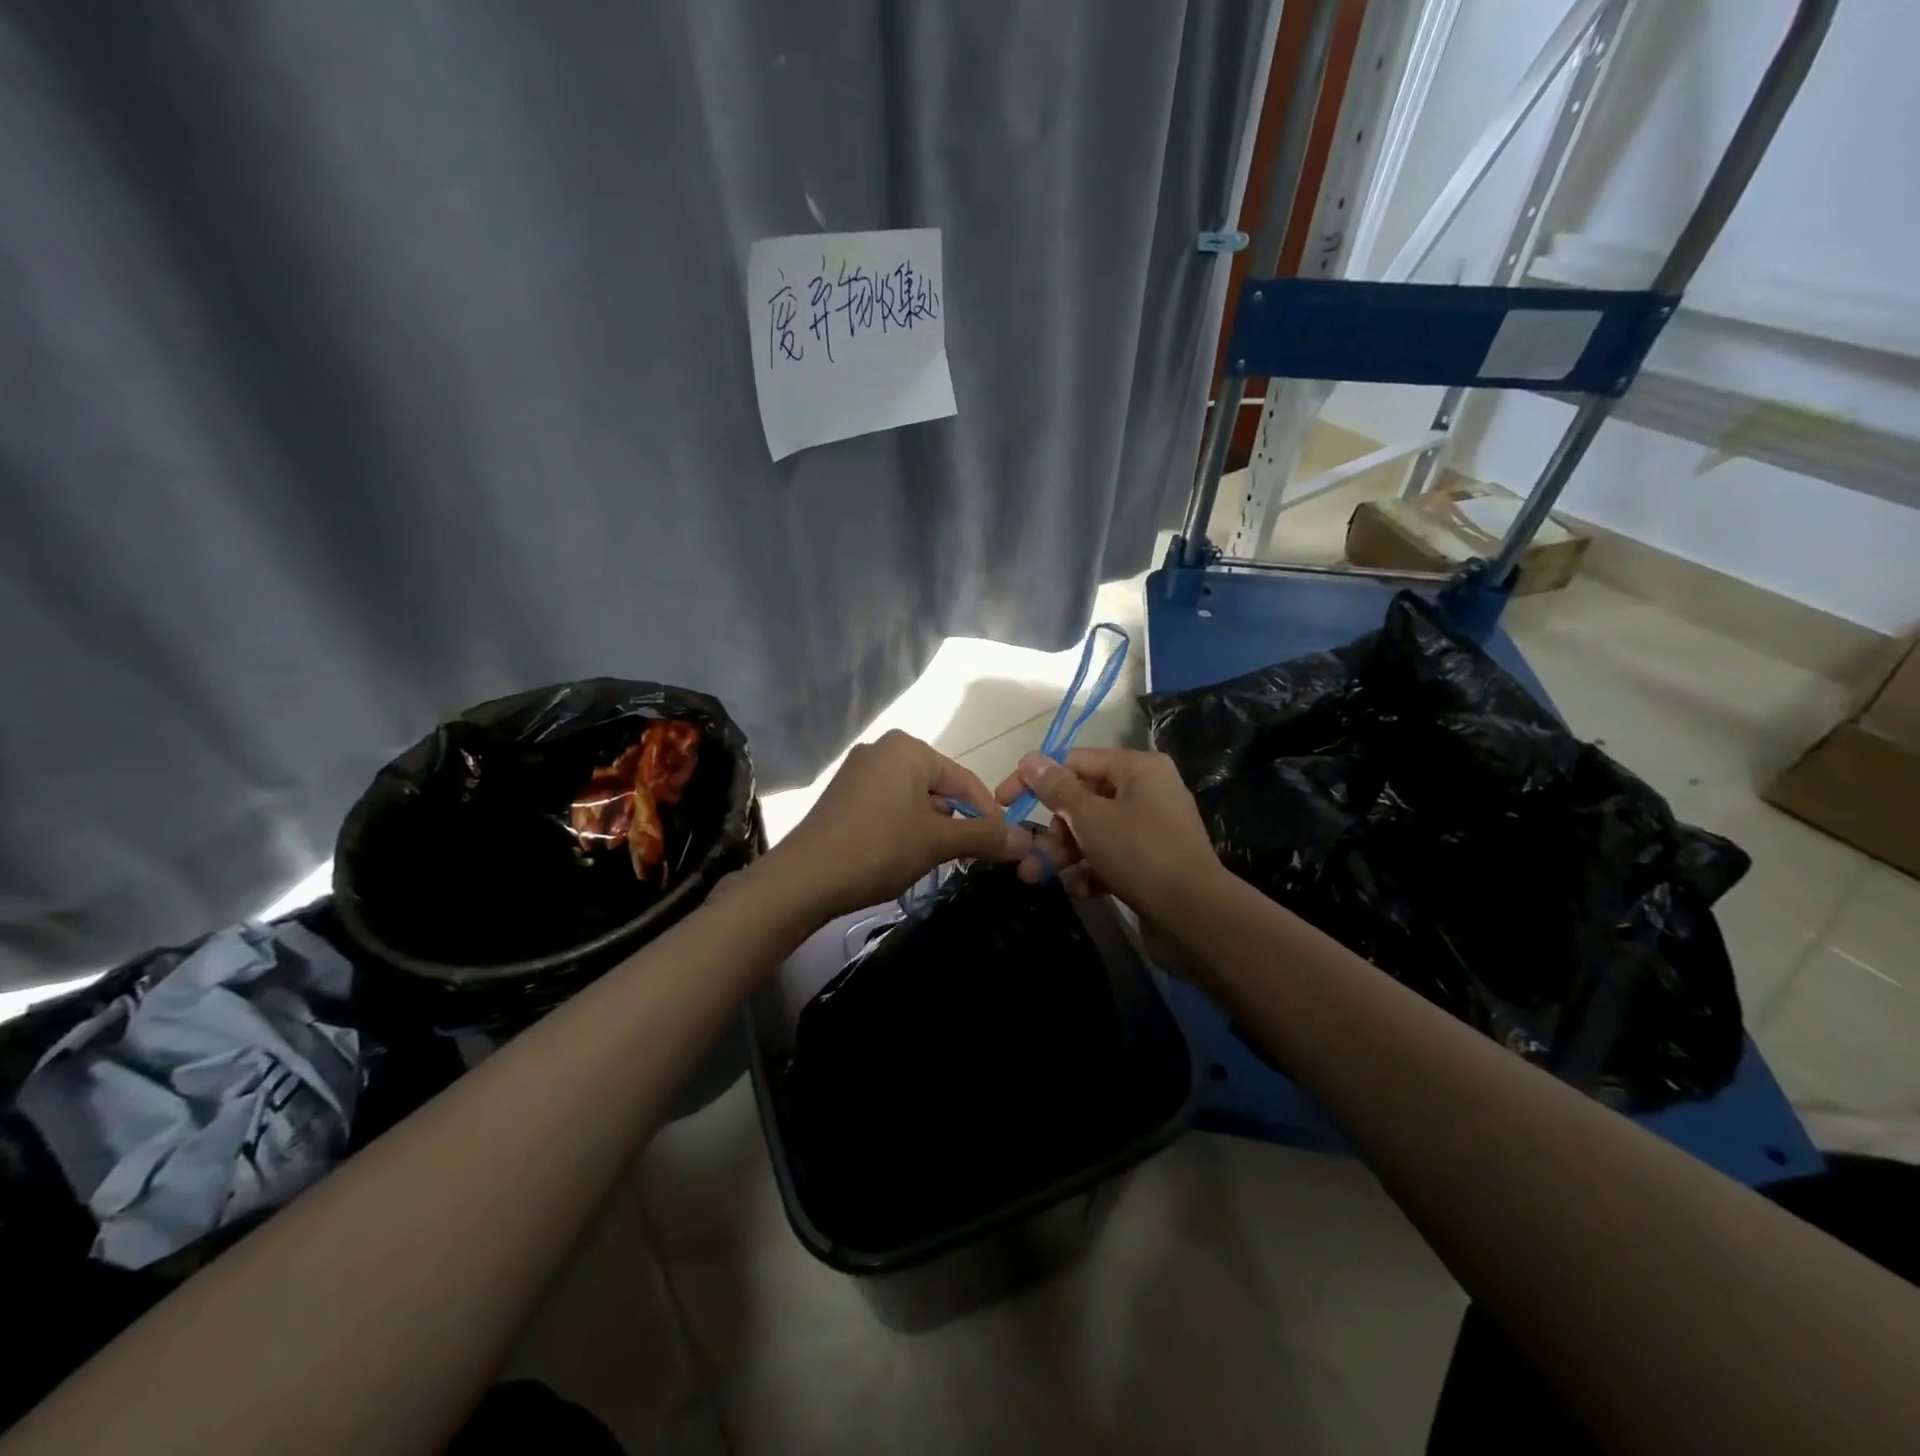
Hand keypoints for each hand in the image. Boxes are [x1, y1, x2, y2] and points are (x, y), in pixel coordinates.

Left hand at [764, 730, 1032, 920]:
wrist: (804, 879)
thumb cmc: (879, 848)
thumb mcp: (937, 842)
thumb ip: (985, 836)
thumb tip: (1028, 841)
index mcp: (907, 748)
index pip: (964, 779)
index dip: (989, 814)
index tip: (1007, 844)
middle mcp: (882, 750)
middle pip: (939, 787)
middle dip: (959, 822)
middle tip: (975, 857)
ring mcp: (858, 772)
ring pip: (914, 799)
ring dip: (933, 828)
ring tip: (942, 860)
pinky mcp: (843, 797)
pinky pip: (890, 806)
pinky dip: (906, 828)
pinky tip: (908, 855)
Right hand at [993, 747, 1223, 924]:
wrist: (1195, 917)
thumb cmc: (1139, 853)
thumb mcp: (1090, 817)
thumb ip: (1056, 788)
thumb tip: (1030, 759)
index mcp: (1137, 768)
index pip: (1074, 761)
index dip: (1036, 779)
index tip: (1004, 802)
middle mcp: (1147, 792)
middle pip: (1083, 800)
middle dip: (1051, 829)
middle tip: (1027, 855)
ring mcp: (1151, 829)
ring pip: (1093, 832)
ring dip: (1063, 853)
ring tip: (1036, 877)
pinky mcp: (1152, 863)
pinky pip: (1111, 858)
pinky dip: (1090, 870)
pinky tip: (1078, 889)